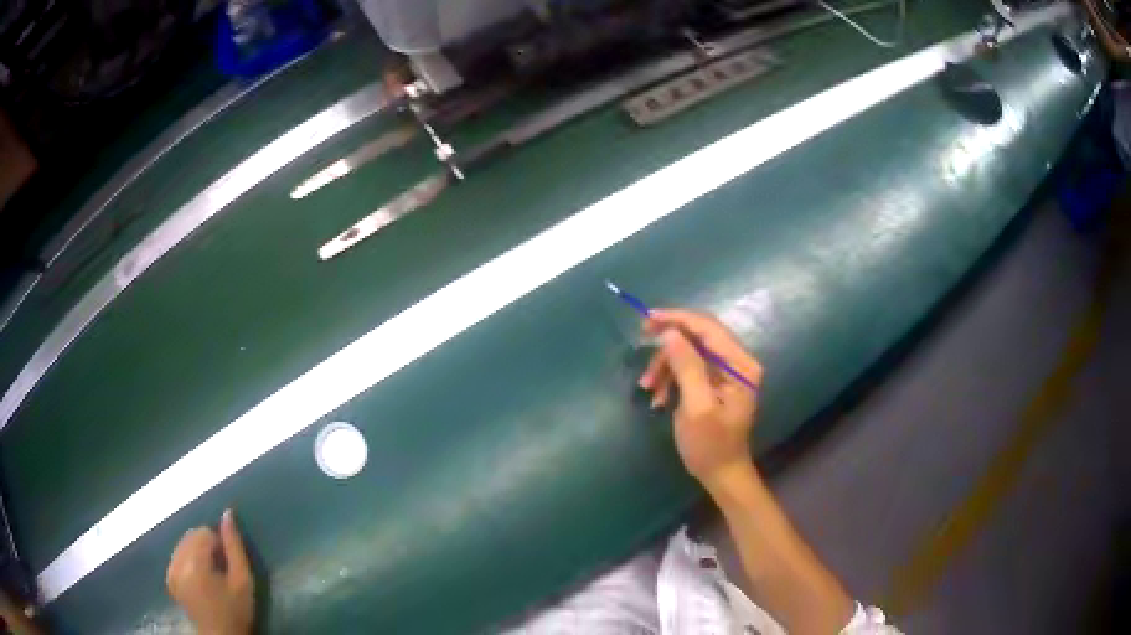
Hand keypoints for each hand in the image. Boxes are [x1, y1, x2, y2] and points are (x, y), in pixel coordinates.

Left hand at [166, 510, 253, 634]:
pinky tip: (198, 578)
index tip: (227, 565)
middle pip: (191, 535)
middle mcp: (177, 562)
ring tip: (210, 575)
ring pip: (183, 544)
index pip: (204, 532)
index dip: (219, 545)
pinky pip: (177, 555)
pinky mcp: (168, 577)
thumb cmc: (235, 610)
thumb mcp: (243, 580)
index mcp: (195, 563)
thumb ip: (235, 546)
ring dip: (197, 552)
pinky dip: (188, 560)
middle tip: (220, 570)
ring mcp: (170, 570)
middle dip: (206, 546)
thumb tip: (228, 513)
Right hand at [638, 309, 762, 485]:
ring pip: (690, 351)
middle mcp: (737, 362)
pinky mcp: (715, 382)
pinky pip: (689, 366)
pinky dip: (670, 377)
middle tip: (642, 342)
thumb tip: (669, 333)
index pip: (708, 328)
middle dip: (668, 341)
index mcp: (740, 365)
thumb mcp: (696, 407)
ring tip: (648, 388)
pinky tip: (658, 397)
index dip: (678, 319)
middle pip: (699, 335)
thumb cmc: (711, 446)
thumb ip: (686, 367)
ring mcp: (727, 372)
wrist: (721, 474)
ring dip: (665, 365)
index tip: (647, 319)